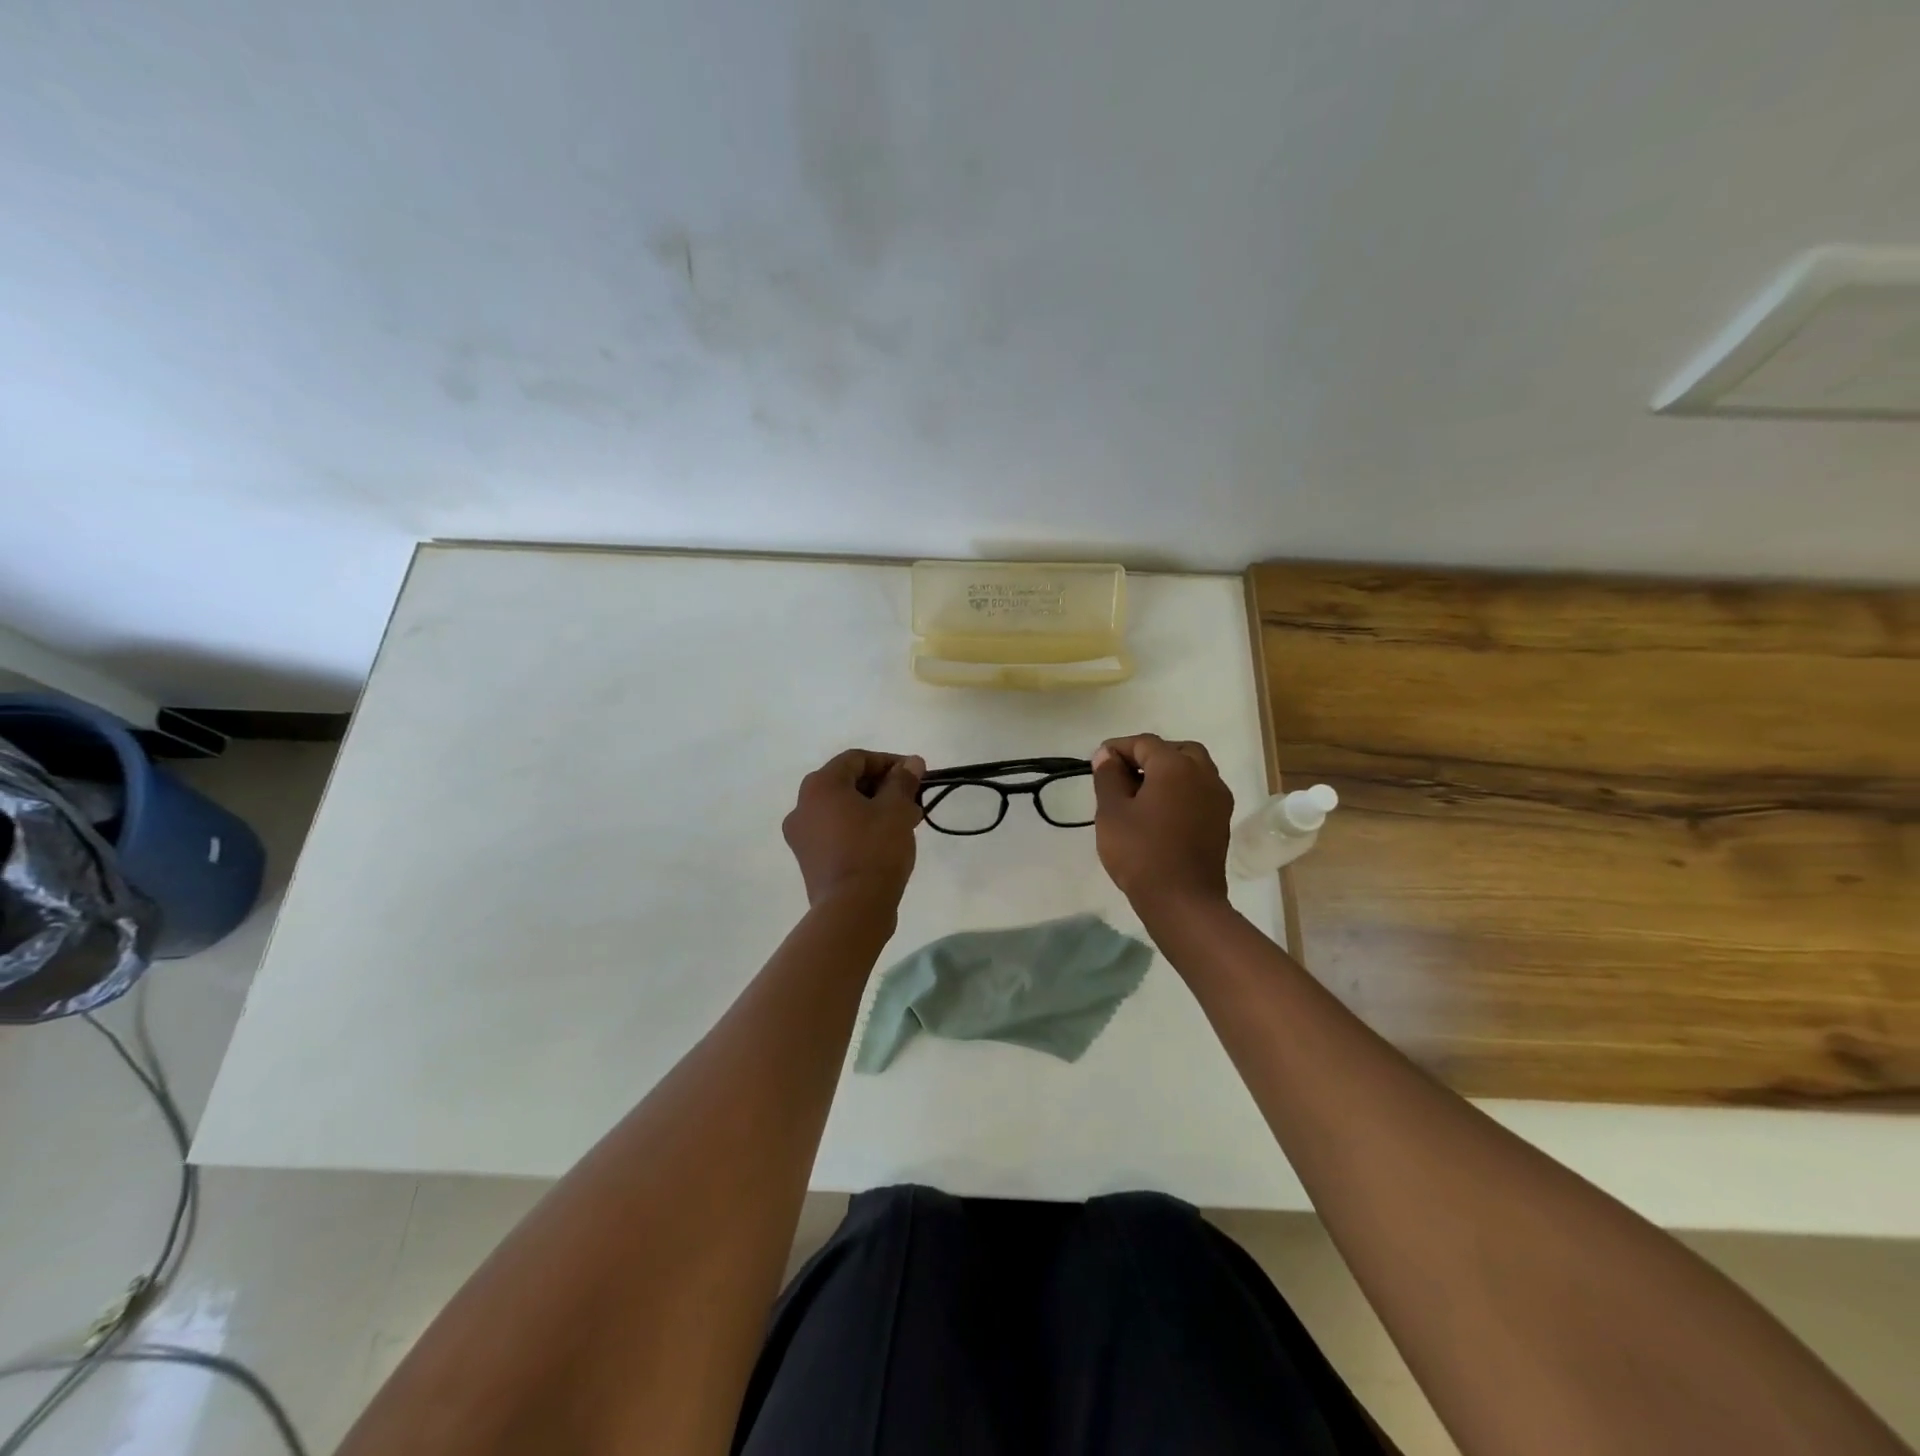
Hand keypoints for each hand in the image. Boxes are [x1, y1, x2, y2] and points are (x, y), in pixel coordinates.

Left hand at [783, 750, 925, 910]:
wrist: (852, 909)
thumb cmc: (875, 849)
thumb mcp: (896, 810)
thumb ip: (903, 781)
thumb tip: (912, 762)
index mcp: (820, 786)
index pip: (856, 759)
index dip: (889, 762)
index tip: (915, 774)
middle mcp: (802, 806)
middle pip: (847, 783)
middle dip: (883, 787)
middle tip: (912, 800)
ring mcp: (802, 836)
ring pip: (843, 809)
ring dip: (874, 808)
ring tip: (907, 822)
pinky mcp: (809, 860)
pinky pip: (837, 832)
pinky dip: (860, 828)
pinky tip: (887, 841)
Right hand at [1090, 734, 1234, 911]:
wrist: (1183, 901)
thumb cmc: (1141, 853)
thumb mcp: (1112, 812)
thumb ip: (1108, 777)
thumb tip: (1107, 755)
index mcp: (1175, 766)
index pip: (1144, 743)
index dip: (1118, 748)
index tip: (1097, 762)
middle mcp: (1203, 773)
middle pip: (1175, 750)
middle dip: (1148, 756)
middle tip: (1123, 774)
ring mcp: (1217, 797)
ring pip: (1192, 769)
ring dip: (1167, 772)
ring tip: (1140, 794)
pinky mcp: (1221, 820)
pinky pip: (1200, 790)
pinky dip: (1181, 790)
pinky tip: (1161, 811)